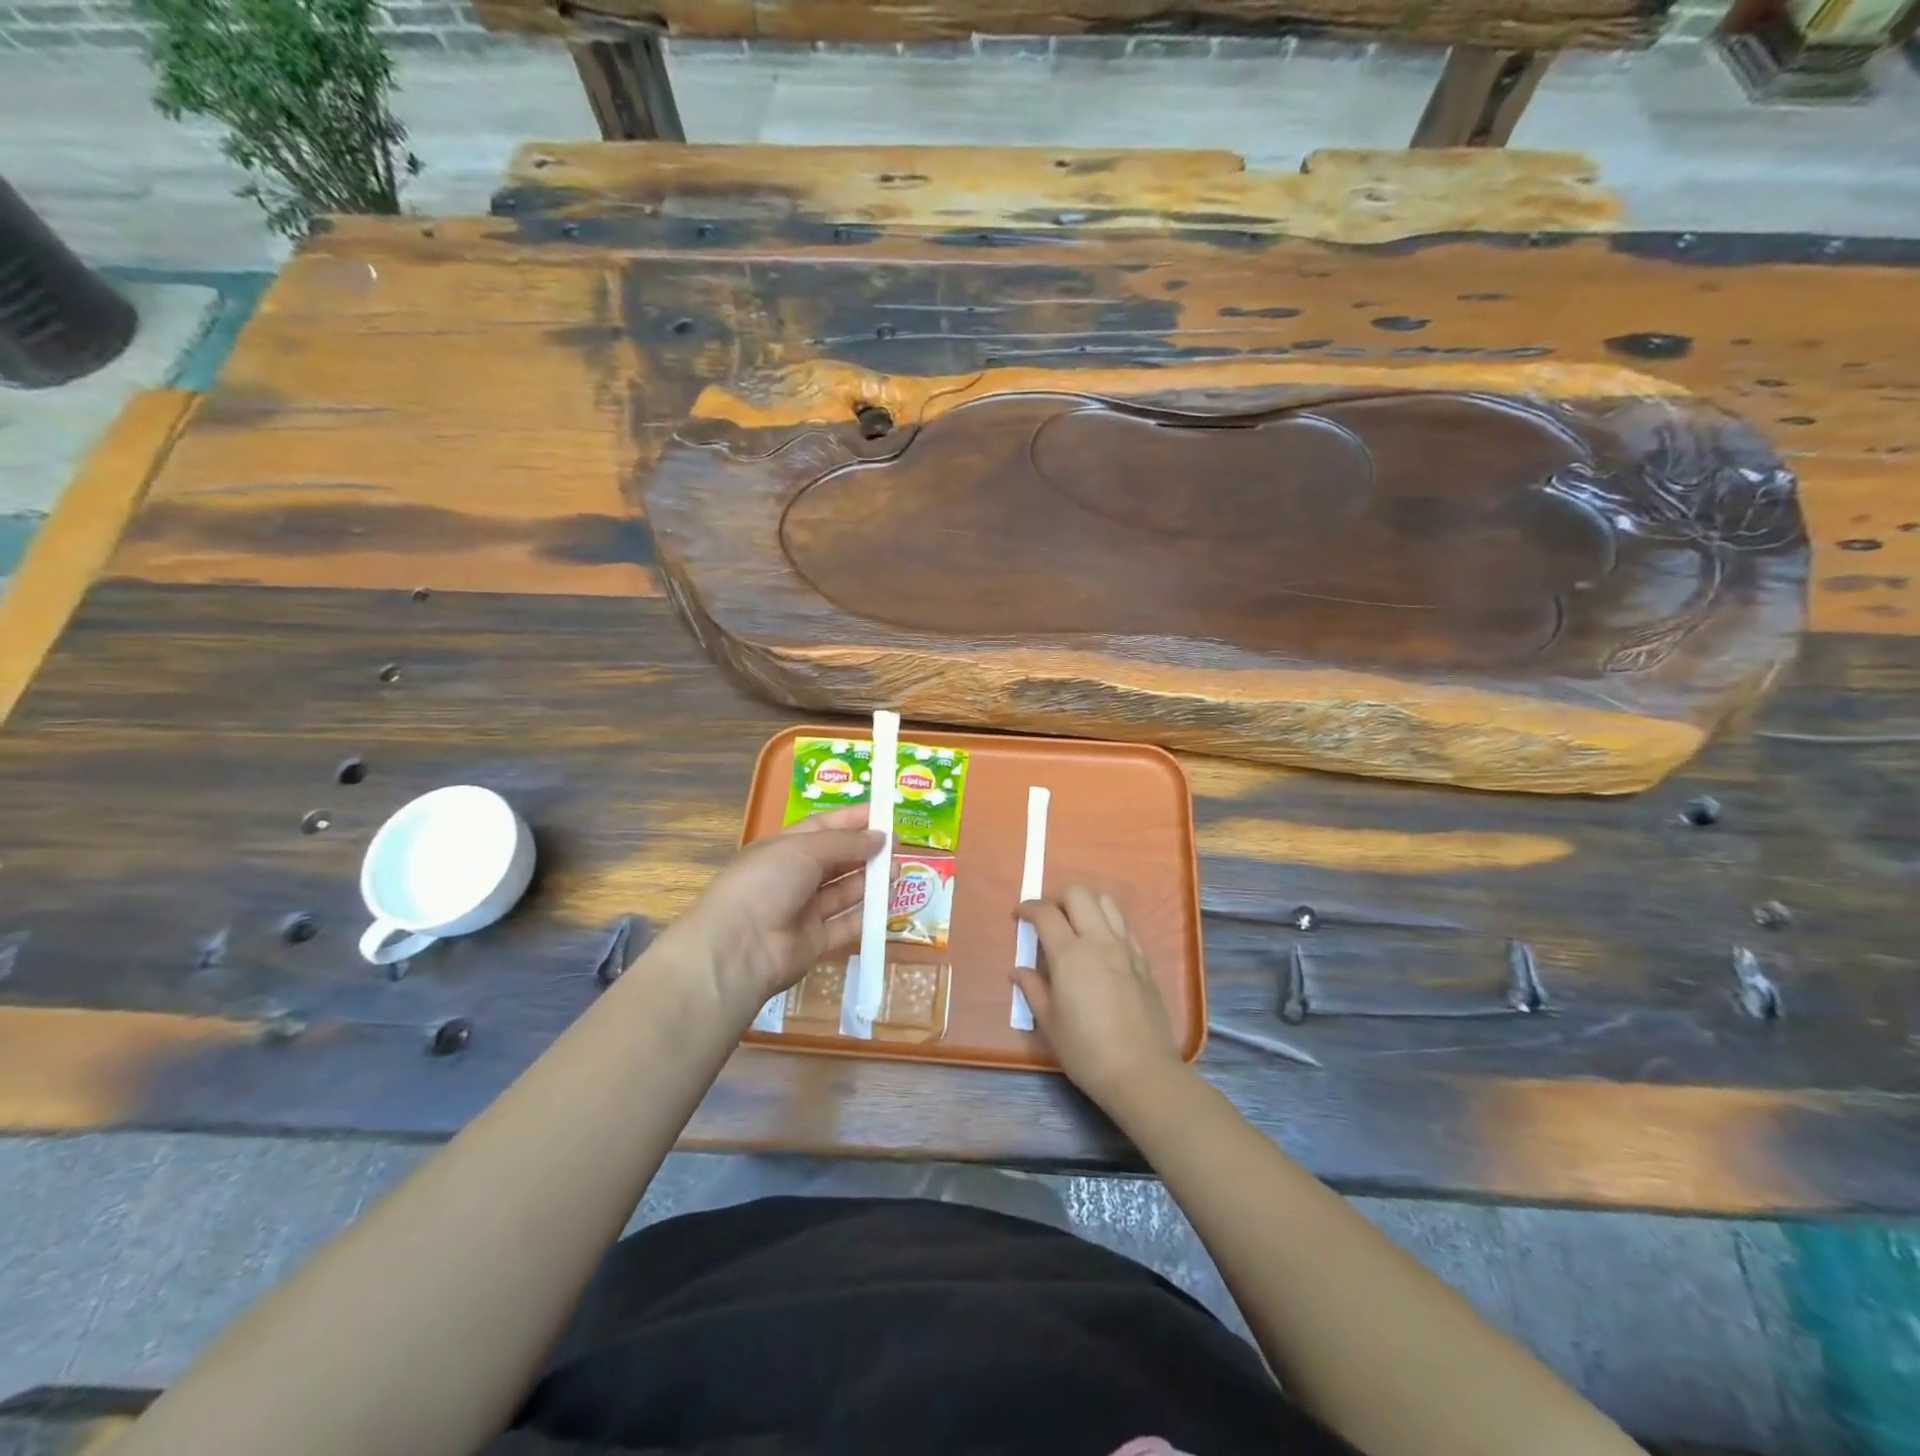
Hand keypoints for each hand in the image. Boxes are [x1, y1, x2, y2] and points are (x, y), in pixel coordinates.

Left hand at [661, 806, 882, 1014]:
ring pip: (844, 891)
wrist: (739, 947)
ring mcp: (804, 911)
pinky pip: (846, 923)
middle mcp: (793, 877)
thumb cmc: (766, 883)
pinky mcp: (815, 941)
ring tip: (898, 869)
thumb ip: (846, 843)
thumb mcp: (804, 849)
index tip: (883, 812)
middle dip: (865, 849)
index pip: (822, 828)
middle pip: (836, 859)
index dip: (852, 819)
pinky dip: (867, 913)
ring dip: (870, 879)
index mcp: (783, 848)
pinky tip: (888, 901)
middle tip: (898, 844)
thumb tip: (881, 836)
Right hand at [1014, 885, 1184, 1110]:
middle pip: (1078, 894)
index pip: (1046, 913)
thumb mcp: (1050, 1023)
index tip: (1019, 915)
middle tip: (1047, 919)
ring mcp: (1125, 948)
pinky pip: (1124, 926)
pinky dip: (1108, 923)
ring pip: (1106, 902)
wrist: (1141, 1072)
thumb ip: (1033, 990)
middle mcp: (1099, 941)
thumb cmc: (1086, 1051)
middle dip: (1057, 898)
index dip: (1028, 907)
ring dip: (1086, 905)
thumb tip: (1019, 971)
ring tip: (1076, 926)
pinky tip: (1101, 946)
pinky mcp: (1143, 961)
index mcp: (1070, 955)